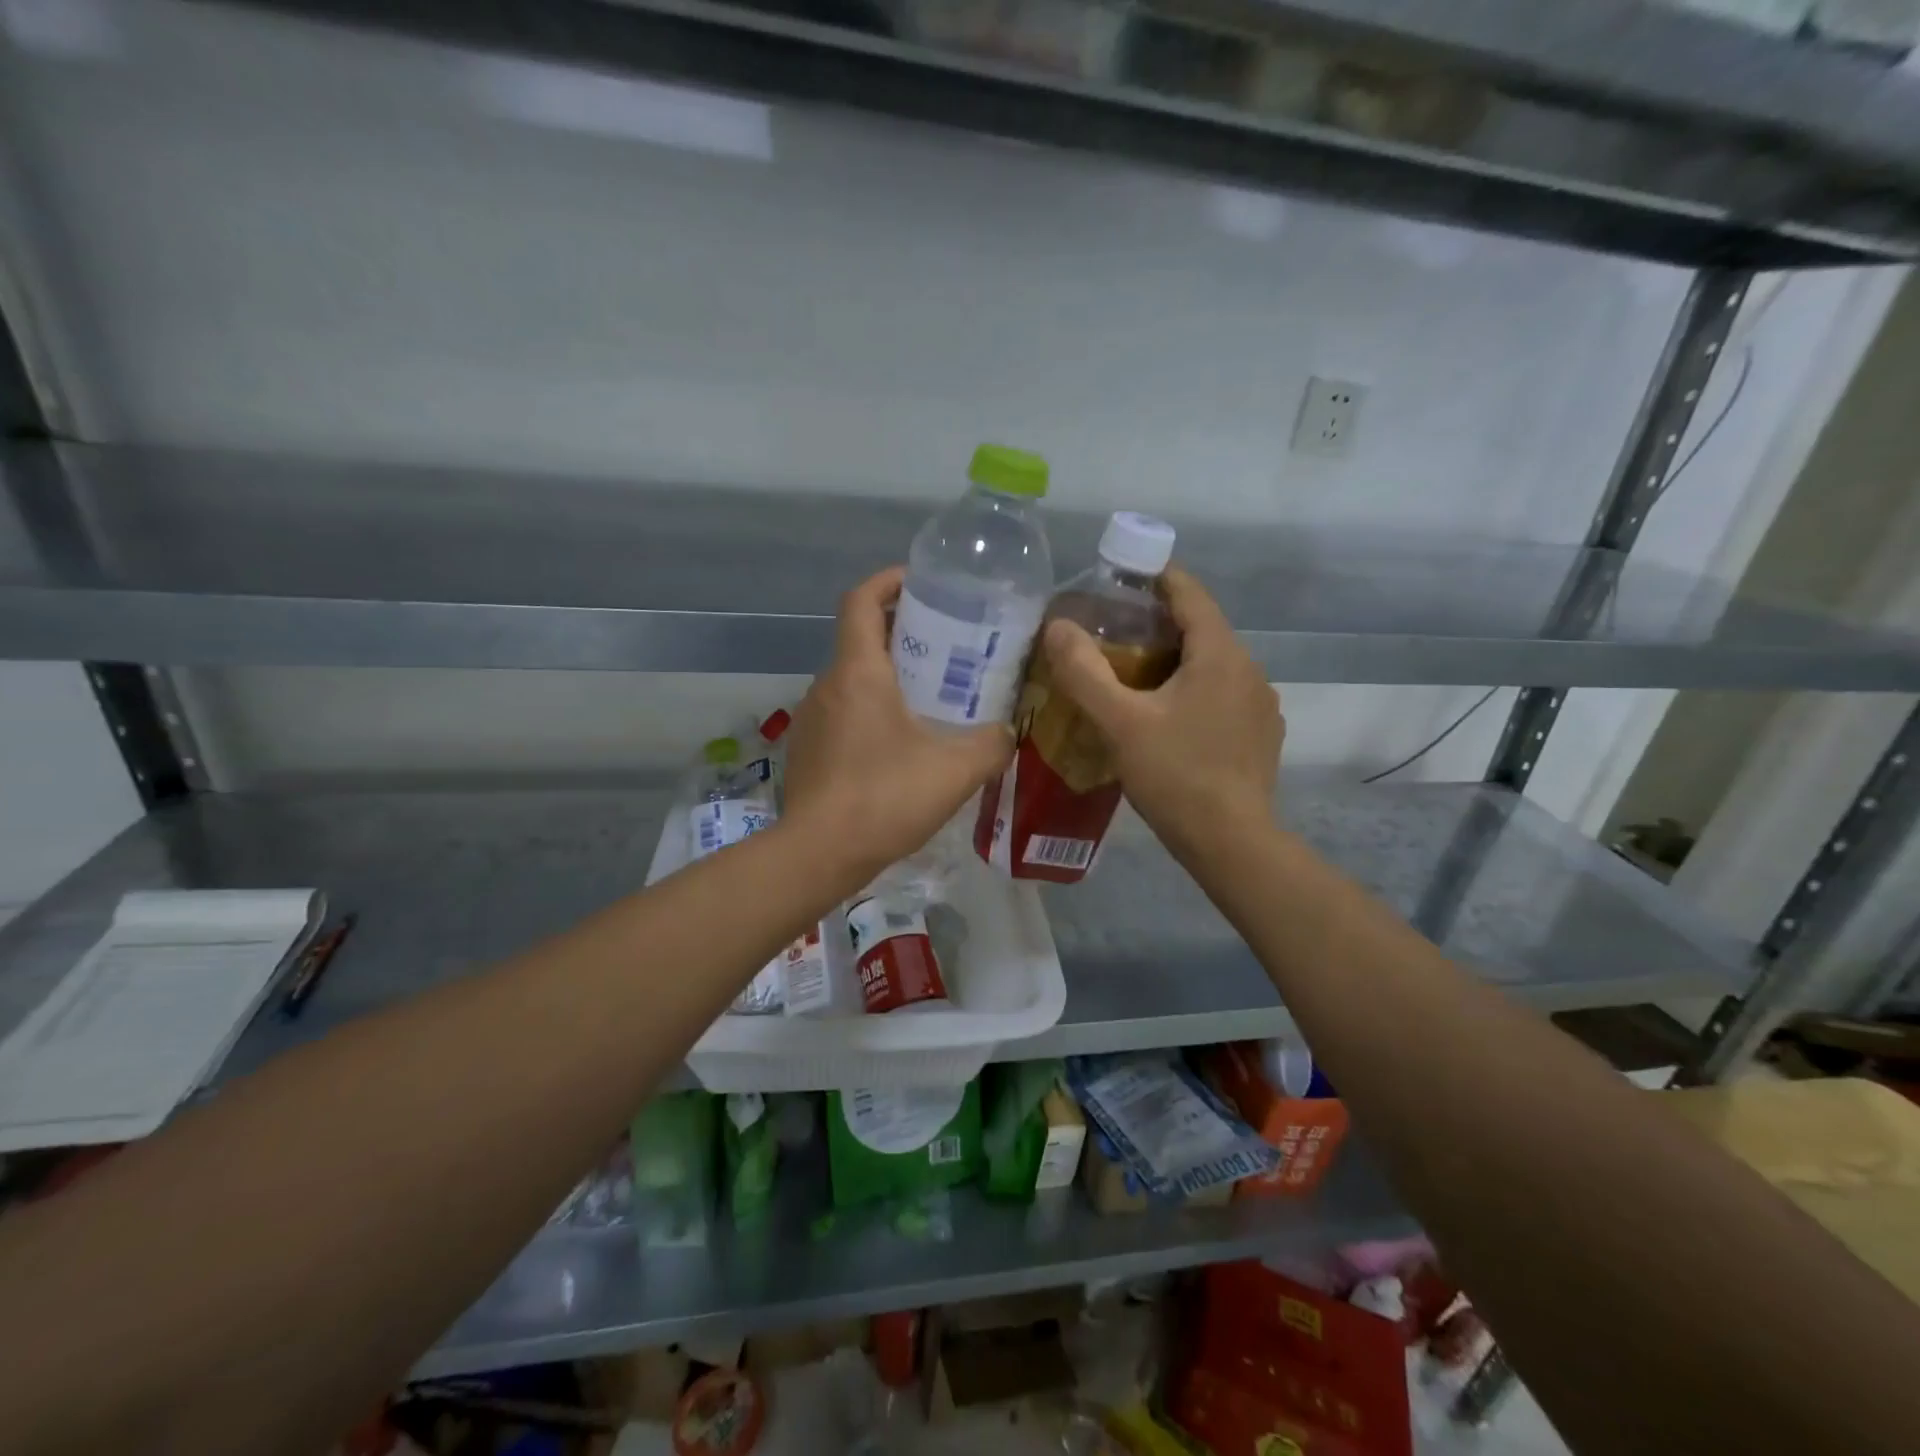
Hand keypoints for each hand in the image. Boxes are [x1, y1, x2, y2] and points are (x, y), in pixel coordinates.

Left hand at [784, 567, 1013, 887]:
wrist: (818, 854)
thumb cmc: (885, 797)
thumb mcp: (956, 770)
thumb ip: (992, 744)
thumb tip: (1007, 734)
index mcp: (858, 672)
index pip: (862, 601)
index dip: (889, 581)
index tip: (920, 581)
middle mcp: (827, 685)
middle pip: (861, 640)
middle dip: (902, 634)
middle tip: (946, 647)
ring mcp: (811, 720)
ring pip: (852, 681)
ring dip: (887, 678)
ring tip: (930, 699)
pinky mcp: (807, 751)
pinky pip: (843, 715)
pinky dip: (871, 713)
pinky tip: (900, 747)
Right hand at [1042, 566, 1282, 858]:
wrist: (1231, 843)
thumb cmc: (1175, 776)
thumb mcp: (1119, 723)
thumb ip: (1084, 672)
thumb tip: (1057, 626)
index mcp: (1220, 655)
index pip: (1189, 594)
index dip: (1156, 577)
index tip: (1121, 576)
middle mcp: (1249, 669)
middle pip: (1200, 629)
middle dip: (1157, 624)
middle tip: (1111, 634)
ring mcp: (1260, 704)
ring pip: (1211, 665)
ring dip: (1175, 661)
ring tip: (1134, 678)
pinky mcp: (1260, 735)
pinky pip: (1222, 695)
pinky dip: (1193, 691)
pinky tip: (1169, 719)